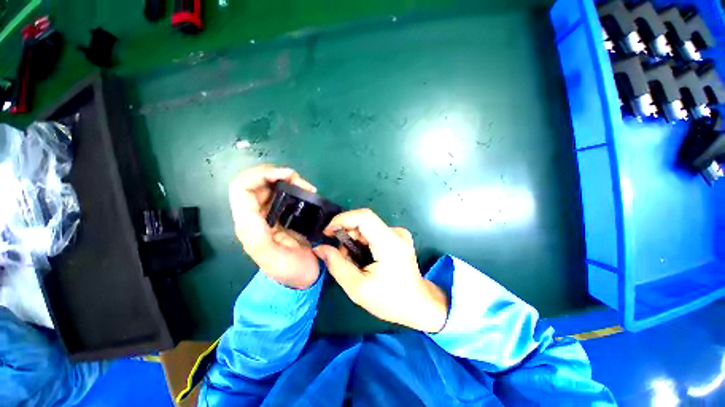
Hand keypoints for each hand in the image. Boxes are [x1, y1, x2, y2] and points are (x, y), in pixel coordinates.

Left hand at [229, 164, 319, 288]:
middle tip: (299, 180)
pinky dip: (292, 187)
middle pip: (253, 182)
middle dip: (275, 174)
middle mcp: (254, 216)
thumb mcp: (273, 259)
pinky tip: (304, 192)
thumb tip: (252, 212)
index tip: (287, 175)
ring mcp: (267, 215)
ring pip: (268, 185)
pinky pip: (280, 193)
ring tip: (305, 187)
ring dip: (285, 179)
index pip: (241, 188)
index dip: (260, 175)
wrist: (302, 279)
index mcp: (249, 225)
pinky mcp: (279, 215)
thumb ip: (258, 238)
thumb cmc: (290, 271)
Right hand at [313, 209, 448, 332]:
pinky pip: (373, 231)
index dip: (342, 219)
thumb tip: (320, 248)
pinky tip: (364, 258)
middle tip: (341, 255)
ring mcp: (399, 233)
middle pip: (364, 221)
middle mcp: (396, 232)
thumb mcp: (357, 288)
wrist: (418, 305)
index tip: (328, 232)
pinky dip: (363, 241)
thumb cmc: (390, 300)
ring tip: (353, 261)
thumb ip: (337, 265)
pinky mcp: (398, 236)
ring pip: (367, 226)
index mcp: (389, 243)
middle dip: (346, 234)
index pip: (364, 216)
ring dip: (354, 239)